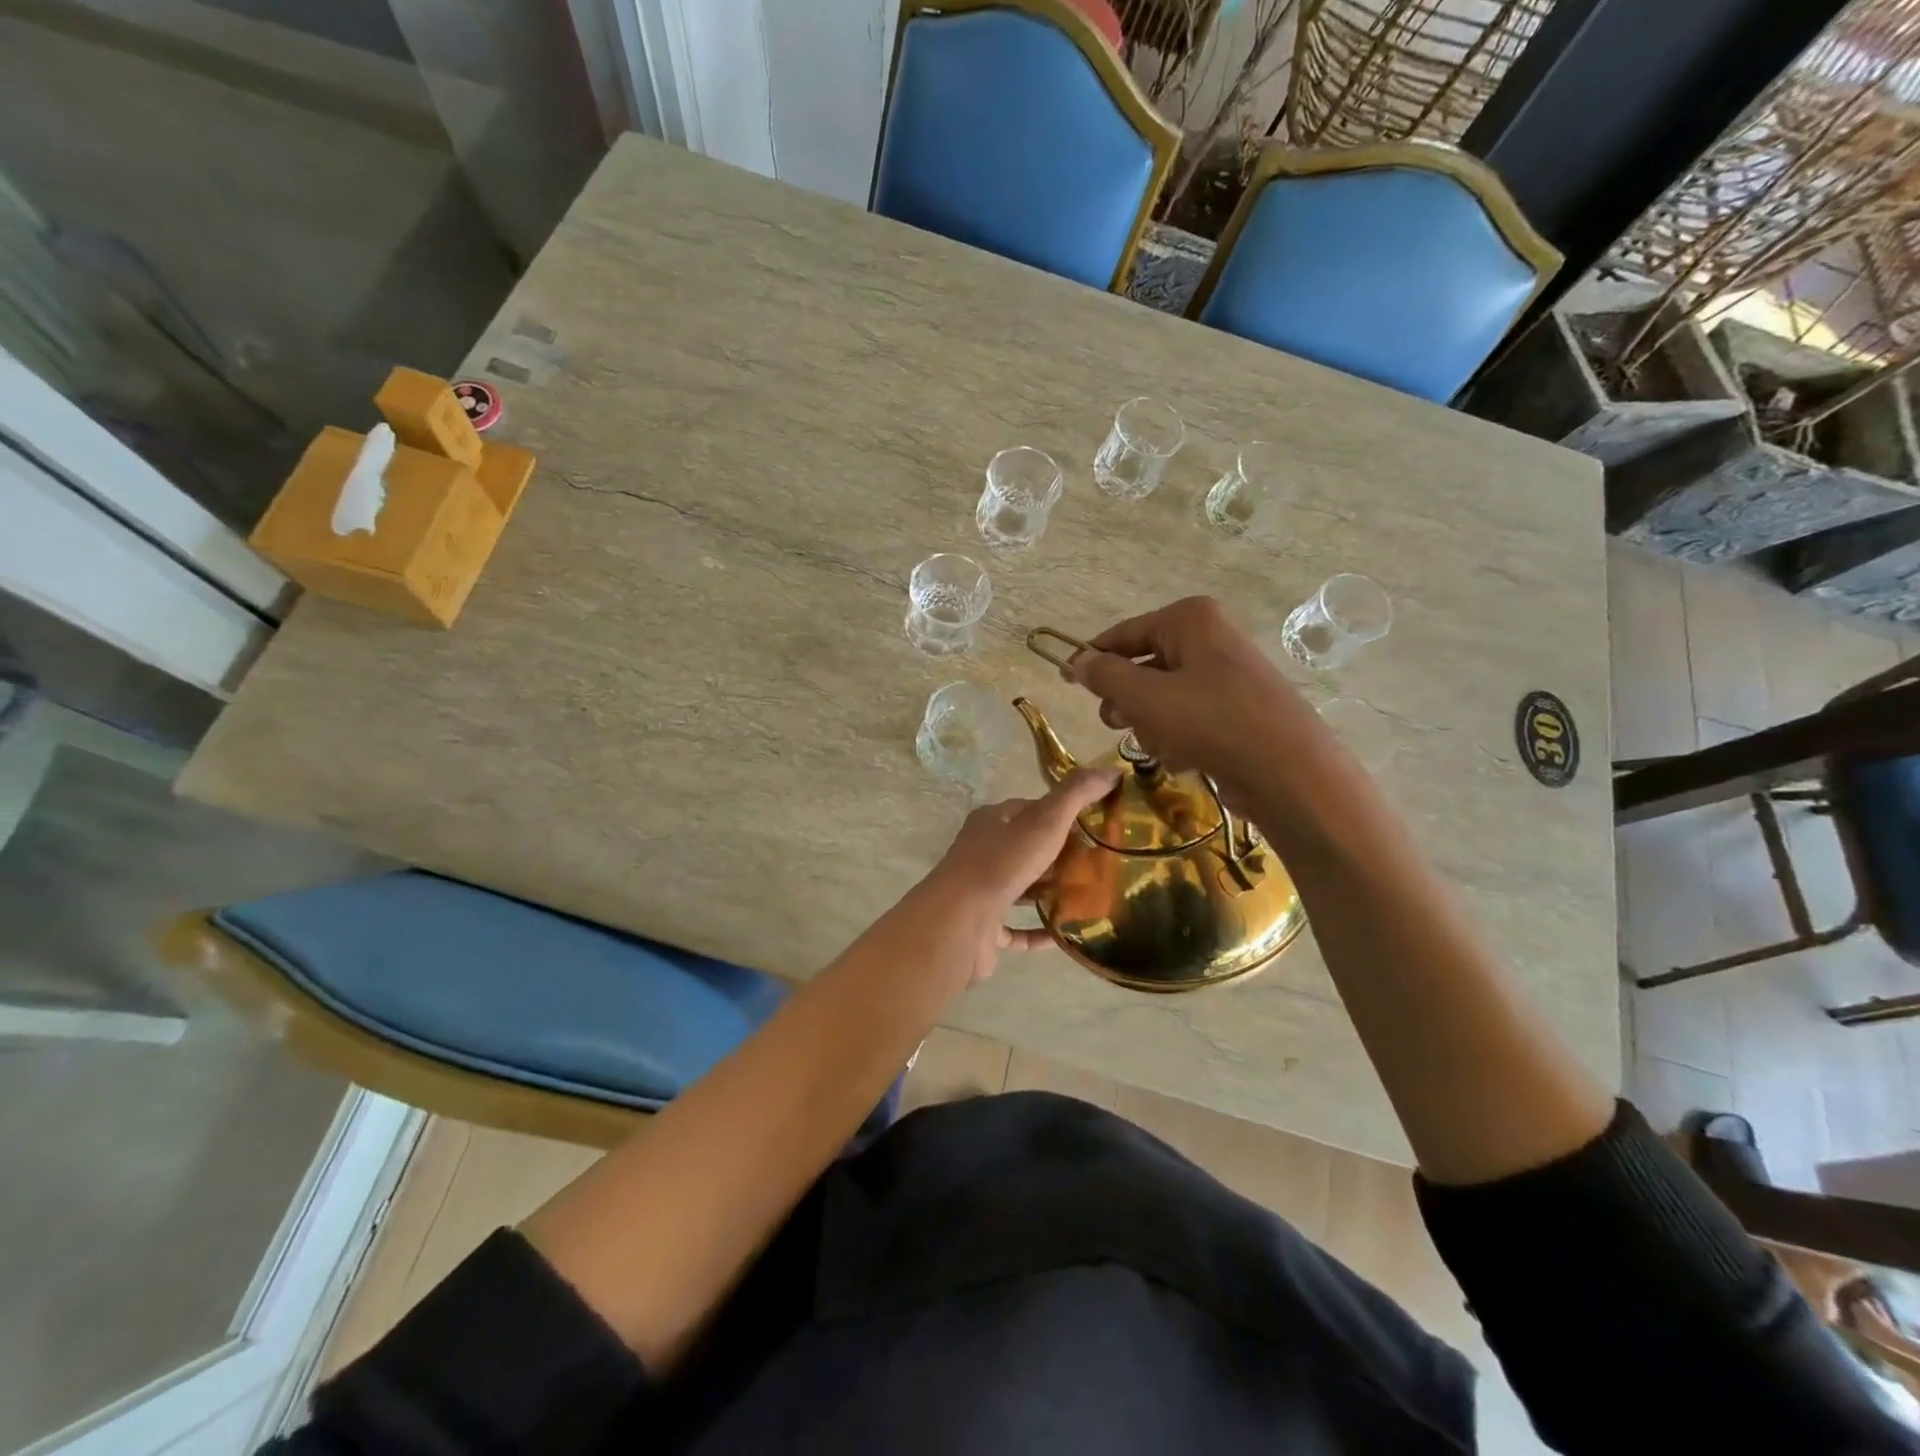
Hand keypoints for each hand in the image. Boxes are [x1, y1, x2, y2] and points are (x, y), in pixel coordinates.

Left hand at [920, 766, 1120, 981]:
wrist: (959, 921)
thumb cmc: (1002, 864)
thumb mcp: (1045, 821)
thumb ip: (1077, 794)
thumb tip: (1112, 770)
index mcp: (992, 821)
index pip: (1032, 809)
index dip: (1064, 814)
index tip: (1097, 825)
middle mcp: (983, 851)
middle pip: (1028, 848)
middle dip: (1062, 855)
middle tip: (1101, 864)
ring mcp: (981, 891)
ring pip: (1022, 888)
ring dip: (1050, 892)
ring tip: (1090, 897)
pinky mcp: (983, 927)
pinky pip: (1017, 928)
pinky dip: (1040, 930)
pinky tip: (1065, 934)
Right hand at [1066, 596, 1325, 806]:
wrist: (1288, 770)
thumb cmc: (1210, 722)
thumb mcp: (1145, 697)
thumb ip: (1105, 676)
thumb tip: (1078, 661)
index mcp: (1190, 620)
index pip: (1123, 634)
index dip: (1092, 659)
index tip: (1066, 681)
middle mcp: (1211, 638)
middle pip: (1144, 666)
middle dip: (1127, 700)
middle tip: (1116, 724)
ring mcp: (1227, 675)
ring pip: (1163, 697)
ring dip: (1151, 725)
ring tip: (1161, 746)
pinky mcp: (1237, 710)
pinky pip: (1189, 717)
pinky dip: (1178, 737)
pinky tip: (1184, 758)